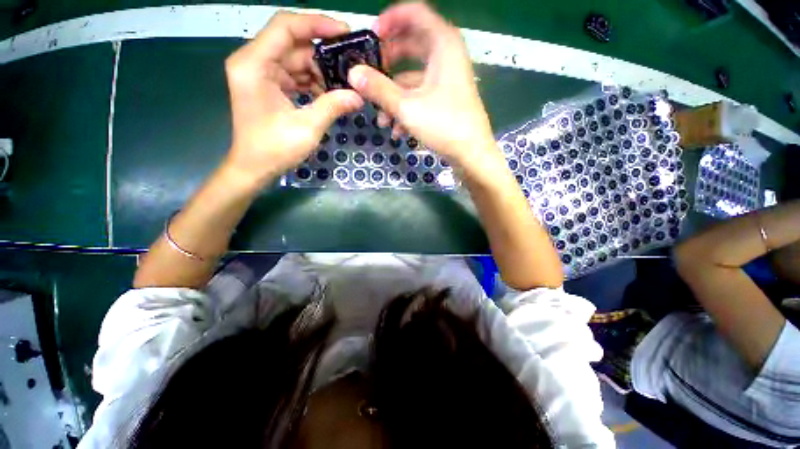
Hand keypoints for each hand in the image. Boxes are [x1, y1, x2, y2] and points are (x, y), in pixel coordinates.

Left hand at [223, 11, 363, 188]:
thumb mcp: (307, 128)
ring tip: (345, 84)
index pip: (286, 26)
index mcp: (254, 64)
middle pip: (294, 43)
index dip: (317, 24)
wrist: (254, 167)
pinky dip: (313, 82)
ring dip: (321, 71)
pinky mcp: (268, 85)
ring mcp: (261, 73)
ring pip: (296, 59)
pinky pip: (295, 74)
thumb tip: (358, 96)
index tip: (345, 33)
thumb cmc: (274, 149)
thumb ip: (332, 106)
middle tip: (351, 65)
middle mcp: (254, 61)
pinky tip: (330, 93)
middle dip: (324, 54)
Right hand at [347, 3, 495, 168]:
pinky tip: (396, 130)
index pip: (414, 13)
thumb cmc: (444, 125)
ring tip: (380, 119)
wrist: (471, 154)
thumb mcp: (406, 107)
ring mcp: (446, 80)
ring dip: (394, 96)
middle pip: (411, 46)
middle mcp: (446, 57)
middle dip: (388, 62)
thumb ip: (378, 89)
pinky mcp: (445, 100)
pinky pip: (421, 96)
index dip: (390, 20)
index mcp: (443, 45)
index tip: (371, 37)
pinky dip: (407, 109)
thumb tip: (353, 74)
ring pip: (413, 77)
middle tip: (369, 74)